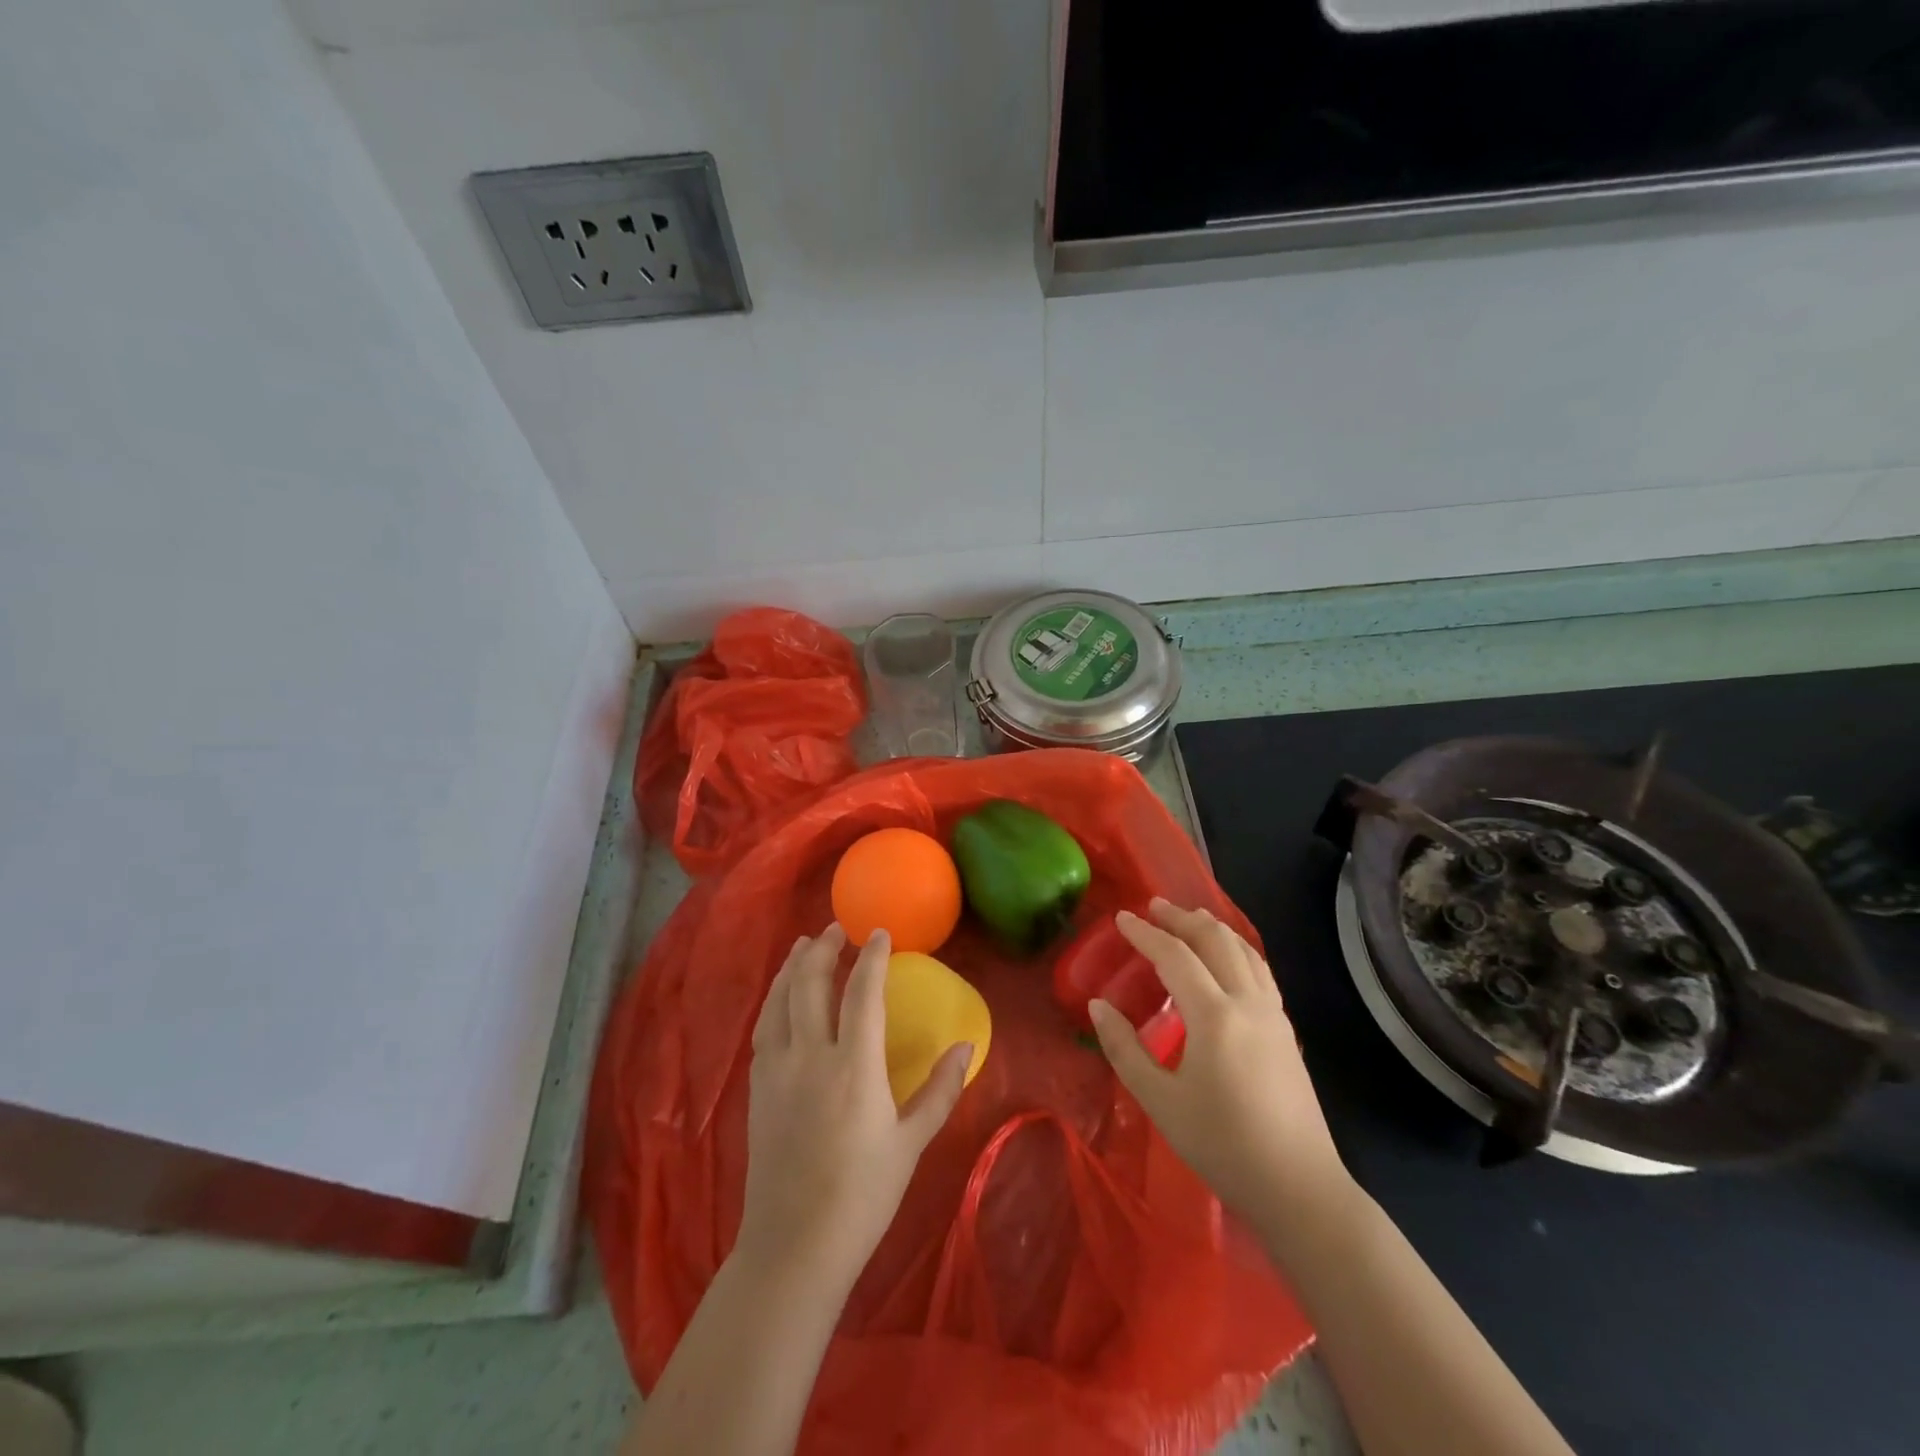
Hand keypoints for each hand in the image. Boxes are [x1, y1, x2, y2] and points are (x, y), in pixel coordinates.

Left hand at [737, 924, 972, 1294]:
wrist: (794, 1246)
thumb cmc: (862, 1195)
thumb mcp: (911, 1143)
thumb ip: (940, 1090)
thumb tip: (966, 1046)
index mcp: (853, 1067)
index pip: (862, 993)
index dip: (872, 957)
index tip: (881, 933)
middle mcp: (810, 1056)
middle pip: (811, 984)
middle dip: (825, 948)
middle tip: (838, 928)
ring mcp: (777, 1070)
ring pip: (780, 1000)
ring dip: (793, 966)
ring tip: (805, 945)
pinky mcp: (758, 1087)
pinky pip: (764, 1027)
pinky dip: (774, 999)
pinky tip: (781, 997)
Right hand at [1089, 899, 1353, 1231]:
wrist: (1299, 1188)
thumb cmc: (1222, 1145)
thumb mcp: (1160, 1101)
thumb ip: (1124, 1048)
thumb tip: (1098, 1006)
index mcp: (1214, 1015)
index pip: (1175, 956)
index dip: (1145, 933)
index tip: (1121, 918)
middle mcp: (1248, 1002)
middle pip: (1216, 940)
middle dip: (1182, 918)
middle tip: (1154, 907)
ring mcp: (1273, 1015)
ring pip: (1244, 951)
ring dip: (1213, 928)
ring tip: (1190, 918)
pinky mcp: (1286, 1031)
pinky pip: (1259, 970)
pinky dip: (1237, 949)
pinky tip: (1227, 960)